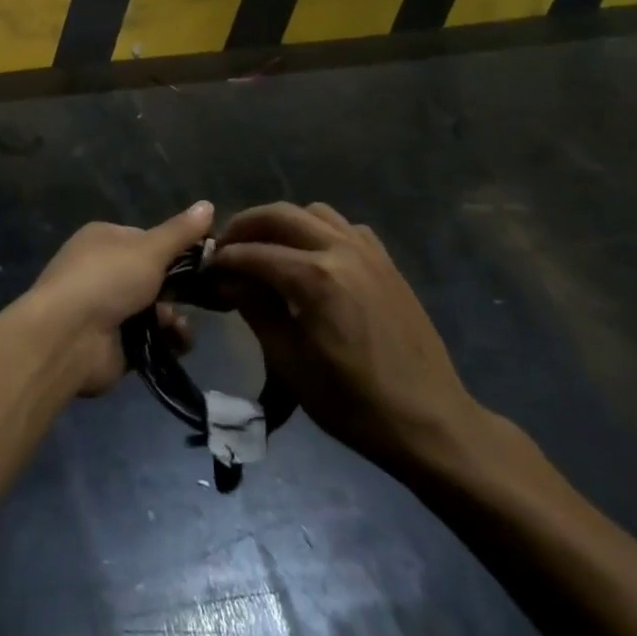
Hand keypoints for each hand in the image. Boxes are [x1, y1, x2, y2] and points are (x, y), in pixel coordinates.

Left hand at [26, 202, 209, 395]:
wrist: (68, 336)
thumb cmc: (107, 279)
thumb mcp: (149, 249)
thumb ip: (180, 232)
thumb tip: (208, 204)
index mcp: (105, 239)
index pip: (149, 239)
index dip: (178, 249)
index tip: (208, 259)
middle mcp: (105, 270)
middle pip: (155, 276)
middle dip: (180, 288)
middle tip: (206, 295)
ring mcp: (109, 309)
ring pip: (158, 310)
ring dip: (175, 317)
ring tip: (178, 325)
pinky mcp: (116, 344)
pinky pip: (153, 339)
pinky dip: (168, 340)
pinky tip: (176, 341)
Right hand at [212, 202, 488, 477]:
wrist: (431, 422)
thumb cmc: (353, 403)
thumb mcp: (290, 363)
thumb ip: (256, 310)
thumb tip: (230, 280)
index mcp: (314, 278)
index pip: (254, 252)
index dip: (225, 258)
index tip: (206, 268)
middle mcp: (340, 251)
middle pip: (281, 215)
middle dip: (246, 225)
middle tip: (226, 246)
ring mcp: (368, 252)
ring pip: (313, 213)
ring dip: (282, 222)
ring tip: (265, 246)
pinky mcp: (386, 262)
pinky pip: (345, 227)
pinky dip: (318, 230)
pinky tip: (311, 256)